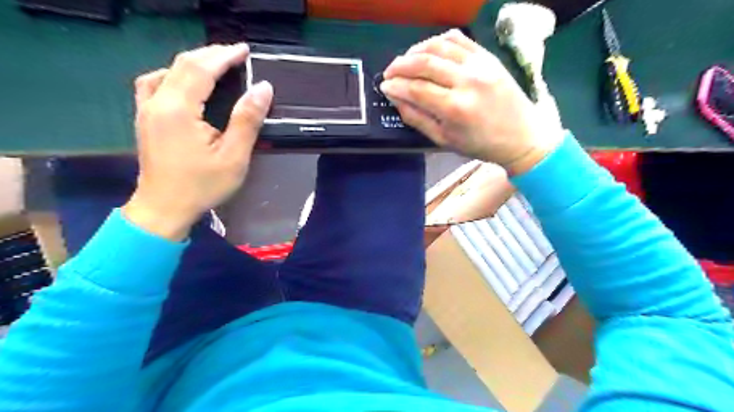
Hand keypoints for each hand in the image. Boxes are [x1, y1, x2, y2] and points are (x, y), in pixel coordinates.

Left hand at [121, 44, 273, 238]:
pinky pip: (155, 83)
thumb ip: (247, 120)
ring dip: (193, 62)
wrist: (164, 208)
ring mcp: (146, 109)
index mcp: (178, 110)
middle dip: (211, 54)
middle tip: (236, 55)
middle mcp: (157, 102)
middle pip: (182, 64)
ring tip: (216, 64)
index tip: (245, 50)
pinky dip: (174, 74)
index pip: (201, 69)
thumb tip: (263, 88)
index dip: (224, 56)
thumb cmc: (202, 185)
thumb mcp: (233, 156)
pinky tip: (185, 82)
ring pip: (167, 71)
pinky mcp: (145, 118)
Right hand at [382, 29, 563, 173]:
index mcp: (455, 108)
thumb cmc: (480, 144)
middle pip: (424, 63)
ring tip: (406, 61)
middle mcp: (467, 81)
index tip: (384, 86)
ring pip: (439, 45)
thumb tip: (395, 98)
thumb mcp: (444, 139)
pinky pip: (458, 39)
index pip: (416, 89)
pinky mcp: (488, 56)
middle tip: (389, 72)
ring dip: (416, 50)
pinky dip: (438, 41)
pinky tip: (429, 50)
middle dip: (400, 65)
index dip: (395, 86)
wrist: (521, 136)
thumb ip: (417, 118)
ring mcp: (480, 65)